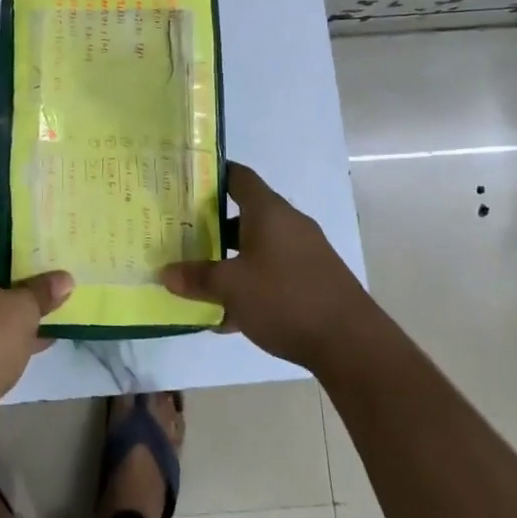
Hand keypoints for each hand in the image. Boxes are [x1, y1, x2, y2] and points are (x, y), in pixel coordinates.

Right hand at [161, 163, 376, 372]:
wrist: (350, 342)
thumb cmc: (285, 298)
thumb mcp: (231, 288)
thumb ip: (197, 278)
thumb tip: (165, 273)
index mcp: (269, 211)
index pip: (238, 177)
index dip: (212, 175)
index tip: (184, 182)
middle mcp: (288, 224)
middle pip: (244, 214)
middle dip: (212, 225)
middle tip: (180, 233)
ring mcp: (304, 252)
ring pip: (257, 247)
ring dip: (230, 259)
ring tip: (198, 276)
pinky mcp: (312, 279)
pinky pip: (272, 272)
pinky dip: (250, 283)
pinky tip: (227, 314)